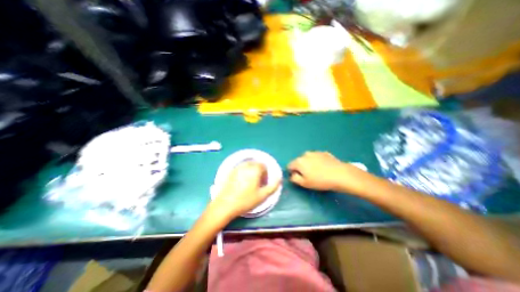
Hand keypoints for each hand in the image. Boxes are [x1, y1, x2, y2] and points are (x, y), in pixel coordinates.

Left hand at [209, 160, 280, 219]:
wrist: (225, 205)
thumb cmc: (246, 201)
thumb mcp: (263, 195)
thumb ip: (273, 186)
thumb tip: (279, 178)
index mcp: (254, 169)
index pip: (263, 165)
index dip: (265, 174)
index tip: (263, 183)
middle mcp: (246, 165)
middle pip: (256, 164)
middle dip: (259, 171)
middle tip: (257, 183)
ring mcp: (237, 167)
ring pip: (248, 165)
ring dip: (252, 170)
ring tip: (250, 182)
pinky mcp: (231, 171)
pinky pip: (241, 167)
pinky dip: (244, 171)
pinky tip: (242, 182)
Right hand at [289, 151, 364, 193]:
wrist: (340, 174)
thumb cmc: (320, 180)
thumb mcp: (304, 183)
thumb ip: (294, 179)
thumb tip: (292, 175)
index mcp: (299, 161)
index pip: (289, 166)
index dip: (292, 172)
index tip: (298, 177)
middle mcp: (305, 154)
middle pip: (298, 161)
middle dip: (300, 167)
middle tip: (308, 176)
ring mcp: (315, 152)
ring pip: (307, 158)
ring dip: (309, 163)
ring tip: (317, 171)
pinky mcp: (324, 152)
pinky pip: (316, 157)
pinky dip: (317, 161)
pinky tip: (324, 168)